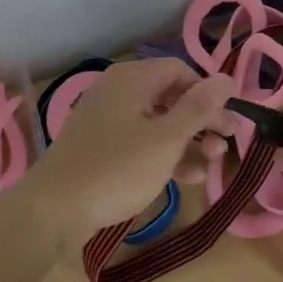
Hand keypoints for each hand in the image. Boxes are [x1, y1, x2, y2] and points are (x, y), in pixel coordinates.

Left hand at [22, 58, 236, 251]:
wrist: (53, 210)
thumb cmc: (117, 169)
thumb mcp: (166, 139)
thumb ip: (199, 108)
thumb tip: (227, 77)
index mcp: (132, 79)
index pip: (181, 71)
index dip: (209, 94)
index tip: (229, 122)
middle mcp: (118, 91)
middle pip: (171, 96)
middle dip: (202, 120)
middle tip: (228, 143)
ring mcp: (107, 119)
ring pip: (158, 122)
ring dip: (188, 141)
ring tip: (213, 164)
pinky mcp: (100, 146)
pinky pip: (141, 141)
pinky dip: (165, 154)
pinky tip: (188, 177)